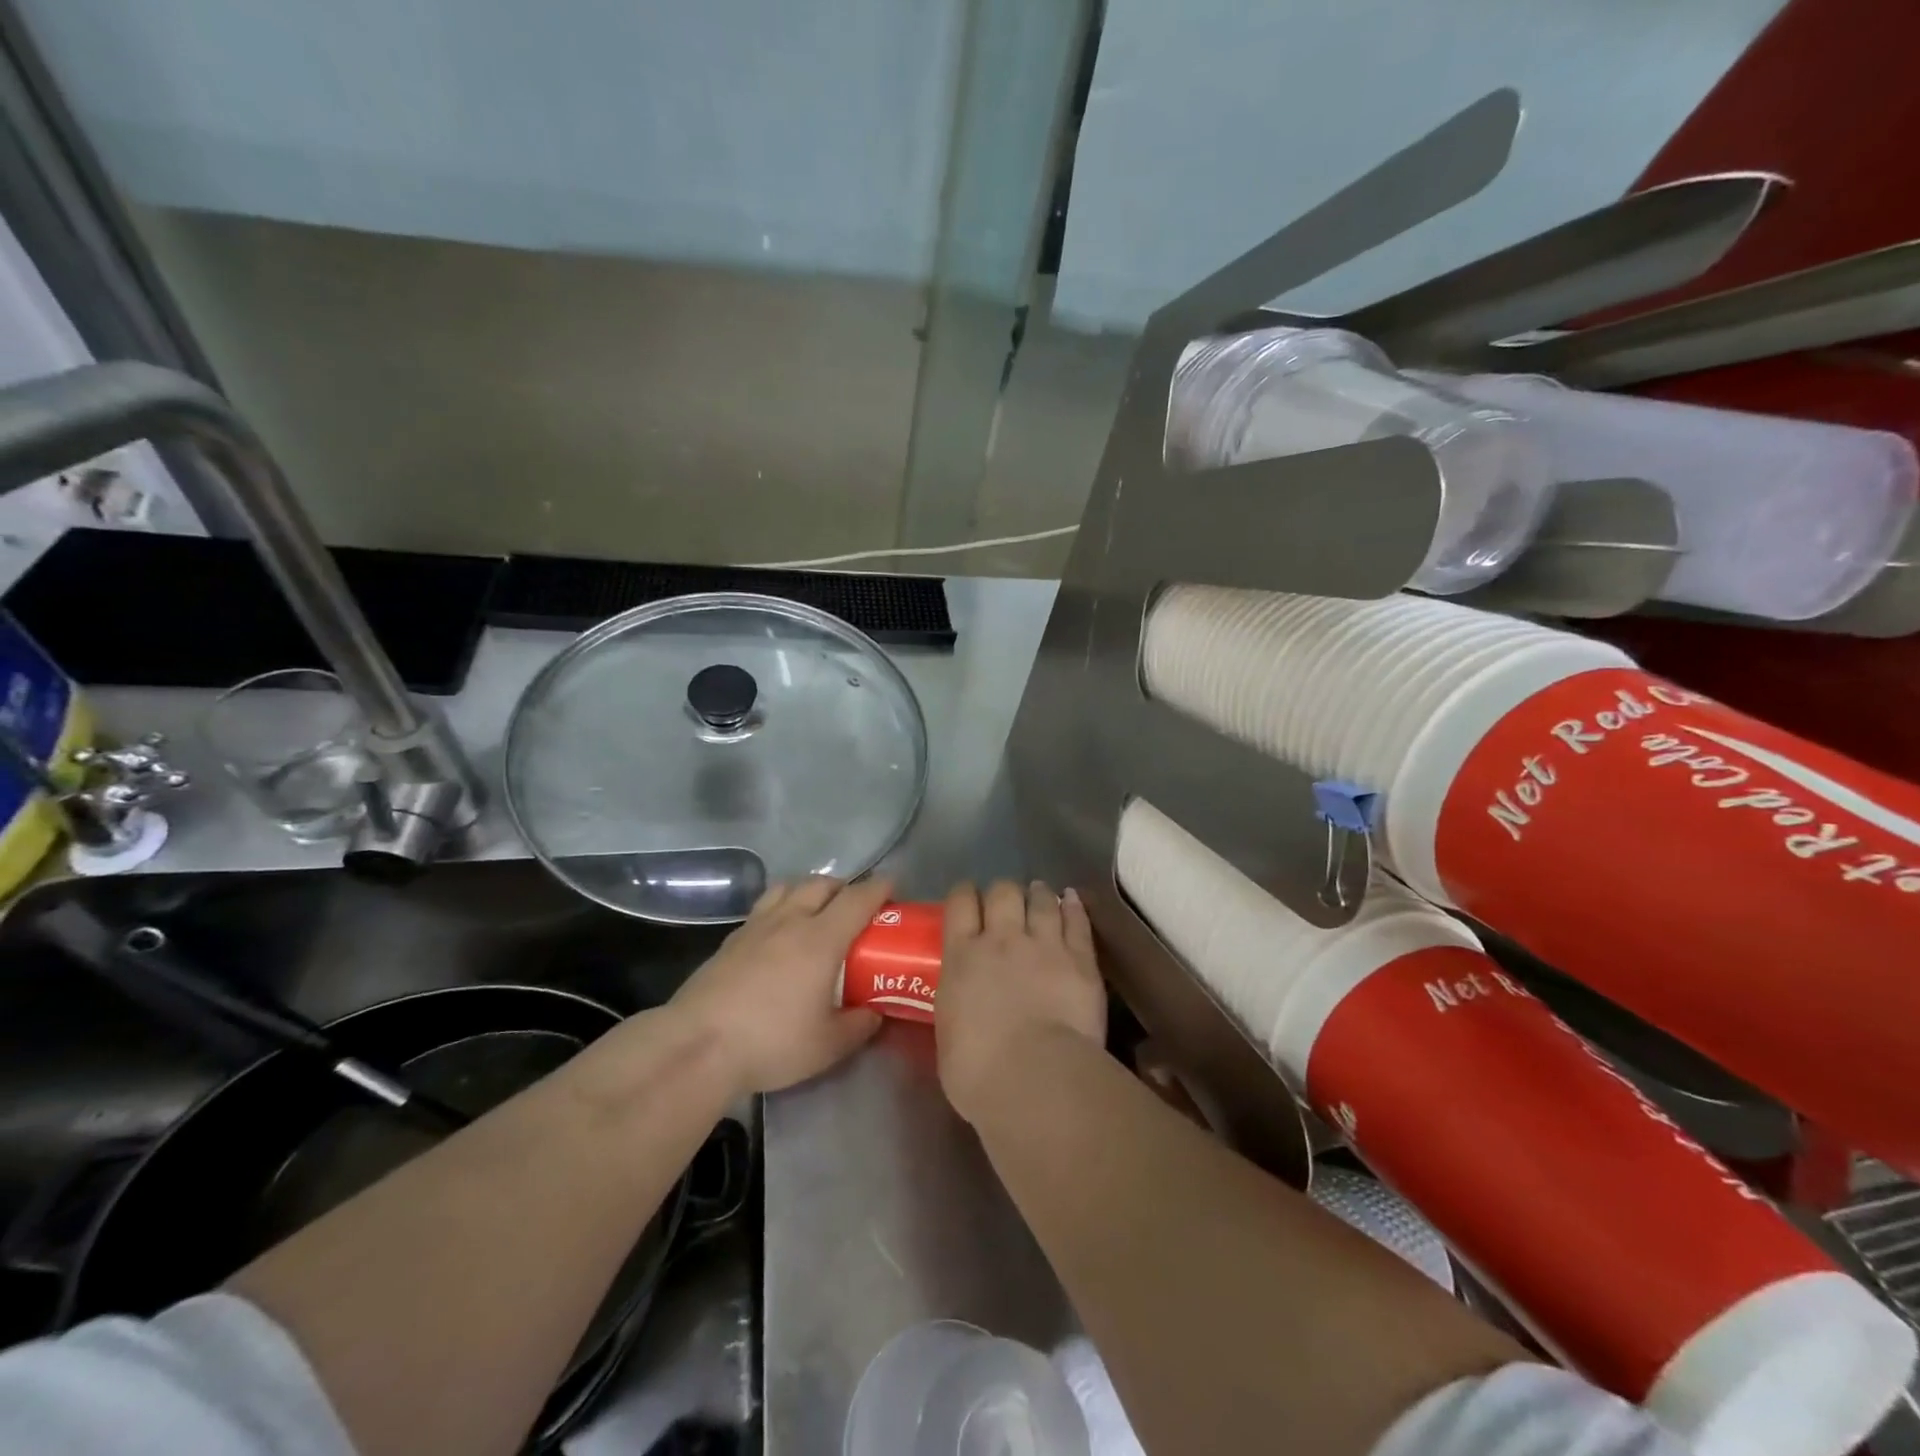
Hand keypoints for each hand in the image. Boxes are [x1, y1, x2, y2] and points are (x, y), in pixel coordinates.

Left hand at [672, 876, 889, 1095]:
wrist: (697, 1046)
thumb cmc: (771, 1042)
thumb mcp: (828, 1046)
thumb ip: (858, 1026)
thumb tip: (874, 1014)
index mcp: (821, 939)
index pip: (857, 899)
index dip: (879, 888)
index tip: (893, 888)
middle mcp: (790, 921)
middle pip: (822, 884)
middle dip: (845, 887)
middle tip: (855, 906)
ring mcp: (756, 927)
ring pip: (788, 888)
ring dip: (809, 890)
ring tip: (816, 911)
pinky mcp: (730, 940)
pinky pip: (764, 907)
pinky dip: (781, 907)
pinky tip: (778, 934)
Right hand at [937, 880, 1105, 1123]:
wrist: (1037, 1078)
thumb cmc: (979, 1072)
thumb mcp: (948, 1035)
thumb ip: (957, 1005)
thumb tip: (963, 1004)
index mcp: (962, 957)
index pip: (960, 903)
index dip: (964, 894)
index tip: (967, 899)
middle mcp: (1002, 939)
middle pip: (1002, 891)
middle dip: (1003, 892)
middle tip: (1006, 904)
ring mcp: (1044, 945)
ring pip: (1041, 900)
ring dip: (1038, 894)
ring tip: (1039, 894)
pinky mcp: (1081, 959)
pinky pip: (1077, 921)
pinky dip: (1074, 907)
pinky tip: (1072, 900)